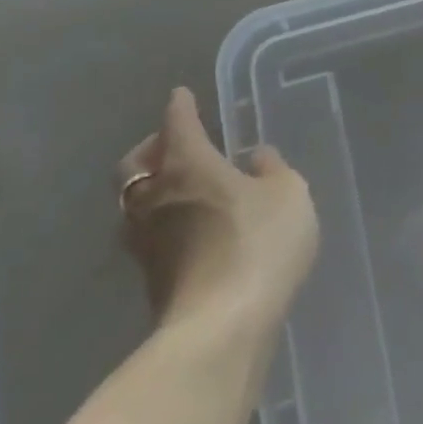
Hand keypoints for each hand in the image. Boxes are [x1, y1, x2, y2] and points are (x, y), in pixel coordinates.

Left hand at [117, 88, 318, 346]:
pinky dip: (161, 222)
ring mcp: (146, 242)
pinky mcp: (150, 279)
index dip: (181, 107)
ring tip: (180, 188)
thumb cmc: (259, 243)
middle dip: (151, 148)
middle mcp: (155, 197)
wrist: (221, 328)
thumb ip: (272, 170)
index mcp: (188, 165)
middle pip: (135, 164)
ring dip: (150, 189)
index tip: (182, 96)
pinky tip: (188, 228)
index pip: (177, 124)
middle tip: (175, 144)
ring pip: (134, 202)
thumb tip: (255, 158)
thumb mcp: (288, 194)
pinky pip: (147, 235)